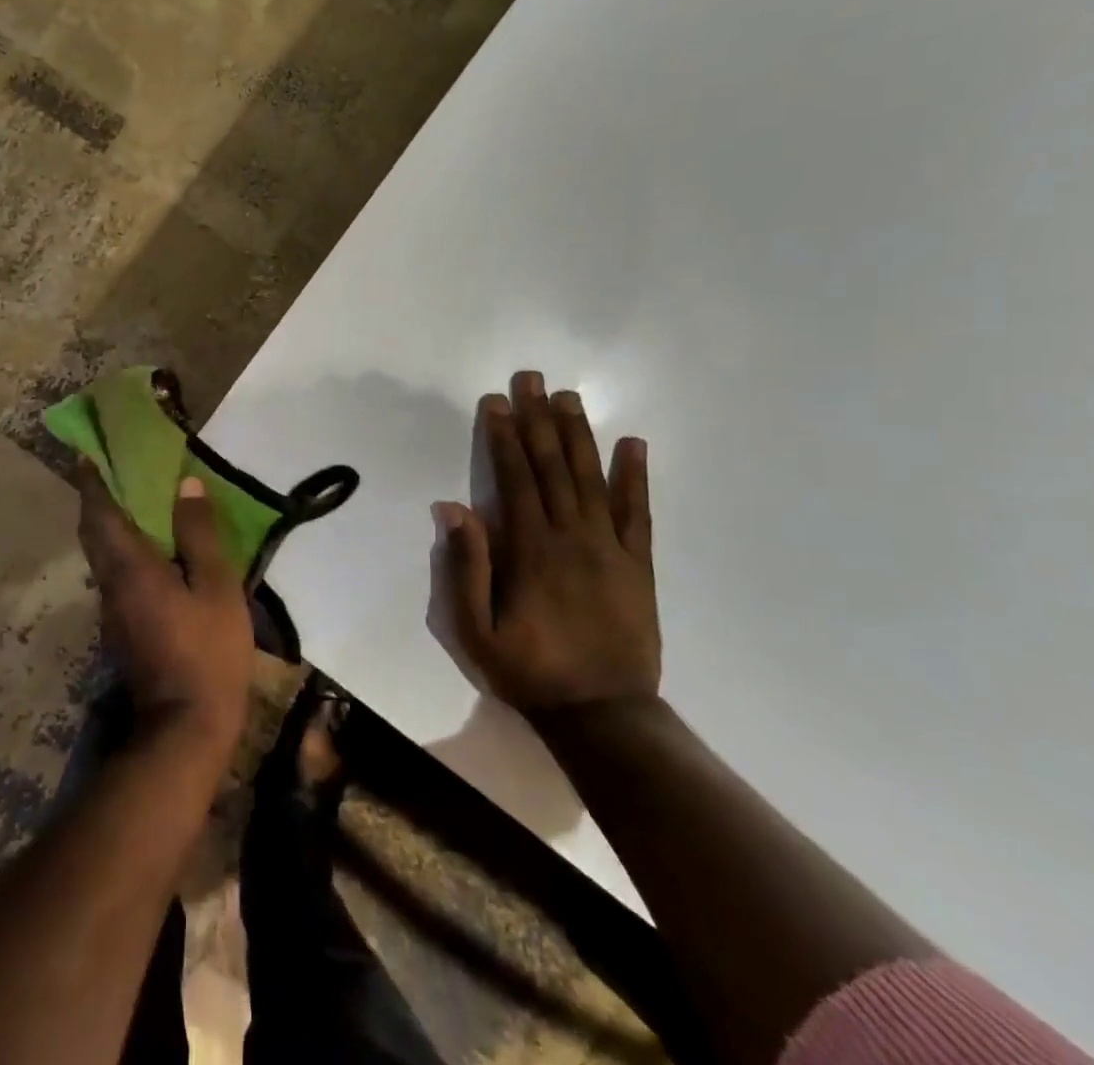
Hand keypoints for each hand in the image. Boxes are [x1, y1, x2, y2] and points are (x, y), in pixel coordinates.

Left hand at [76, 465, 253, 758]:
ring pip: (101, 556)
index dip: (91, 481)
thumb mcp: (216, 587)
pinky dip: (121, 551)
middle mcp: (111, 583)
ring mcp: (112, 610)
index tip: (86, 454)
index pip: (100, 513)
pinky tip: (150, 552)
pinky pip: (114, 574)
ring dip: (107, 525)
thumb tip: (186, 484)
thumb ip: (200, 534)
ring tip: (133, 504)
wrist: (185, 727)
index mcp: (130, 566)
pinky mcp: (121, 629)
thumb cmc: (206, 650)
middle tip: (110, 472)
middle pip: (93, 533)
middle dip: (95, 500)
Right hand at [438, 371, 658, 715]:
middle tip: (532, 378)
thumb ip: (465, 567)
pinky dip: (636, 477)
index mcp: (531, 549)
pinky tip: (634, 444)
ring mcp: (611, 547)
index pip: (515, 478)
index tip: (496, 401)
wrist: (603, 714)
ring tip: (570, 397)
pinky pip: (639, 513)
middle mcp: (572, 536)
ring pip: (593, 478)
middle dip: (538, 419)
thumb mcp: (474, 629)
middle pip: (553, 466)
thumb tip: (454, 507)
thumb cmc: (529, 670)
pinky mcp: (639, 564)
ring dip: (579, 434)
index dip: (503, 436)